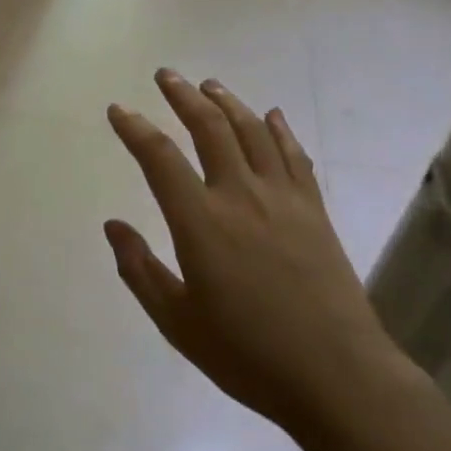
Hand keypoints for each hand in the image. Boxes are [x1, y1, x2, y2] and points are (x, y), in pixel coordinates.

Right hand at [105, 70, 404, 437]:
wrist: (336, 375)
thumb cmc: (247, 354)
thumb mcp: (177, 323)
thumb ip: (140, 269)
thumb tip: (113, 224)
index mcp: (201, 222)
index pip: (159, 158)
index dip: (135, 128)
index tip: (118, 110)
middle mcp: (241, 195)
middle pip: (209, 128)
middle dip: (183, 96)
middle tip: (166, 75)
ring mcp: (283, 198)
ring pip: (252, 131)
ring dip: (228, 102)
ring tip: (209, 85)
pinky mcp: (314, 210)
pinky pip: (294, 156)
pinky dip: (280, 129)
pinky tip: (271, 115)